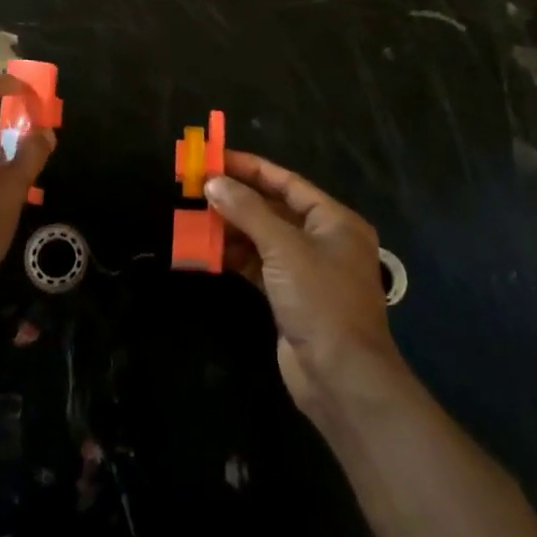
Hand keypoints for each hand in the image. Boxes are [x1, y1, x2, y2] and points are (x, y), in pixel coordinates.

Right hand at [207, 151, 404, 417]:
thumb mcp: (283, 247)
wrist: (341, 378)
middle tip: (197, 186)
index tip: (215, 158)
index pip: (287, 182)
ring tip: (195, 216)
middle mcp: (324, 240)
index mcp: (334, 221)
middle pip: (274, 208)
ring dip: (232, 228)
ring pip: (263, 237)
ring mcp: (307, 270)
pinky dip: (235, 256)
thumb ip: (247, 210)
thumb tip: (213, 182)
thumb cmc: (320, 300)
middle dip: (236, 198)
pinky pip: (259, 265)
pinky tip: (207, 250)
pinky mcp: (290, 297)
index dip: (250, 168)